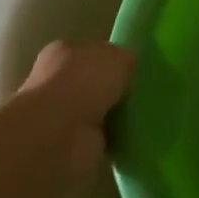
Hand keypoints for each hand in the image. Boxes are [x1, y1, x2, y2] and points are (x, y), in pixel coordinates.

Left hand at [12, 41, 135, 181]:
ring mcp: (61, 116)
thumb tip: (128, 67)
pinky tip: (133, 134)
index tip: (132, 68)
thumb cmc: (83, 84)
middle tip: (141, 92)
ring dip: (112, 114)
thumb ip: (125, 59)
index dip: (110, 59)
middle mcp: (56, 82)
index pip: (90, 52)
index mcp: (62, 53)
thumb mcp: (118, 57)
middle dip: (111, 88)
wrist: (57, 136)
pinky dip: (113, 137)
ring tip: (141, 113)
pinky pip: (100, 137)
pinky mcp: (70, 145)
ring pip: (95, 110)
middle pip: (91, 82)